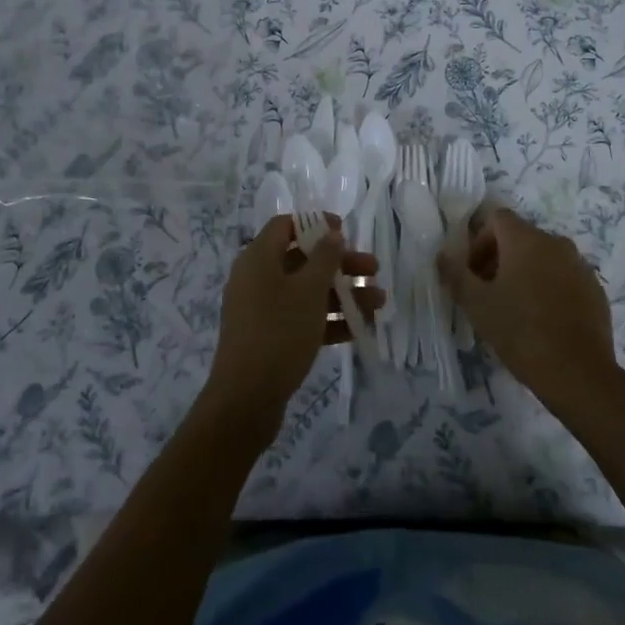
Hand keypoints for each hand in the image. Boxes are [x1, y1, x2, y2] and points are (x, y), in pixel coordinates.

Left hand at [202, 215, 379, 440]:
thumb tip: (331, 233)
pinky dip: (329, 320)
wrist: (246, 400)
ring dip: (342, 294)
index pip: (285, 226)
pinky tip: (360, 329)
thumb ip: (325, 258)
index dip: (315, 224)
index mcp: (258, 259)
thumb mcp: (308, 291)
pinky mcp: (270, 337)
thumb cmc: (279, 333)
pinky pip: (302, 318)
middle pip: (302, 259)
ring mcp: (262, 310)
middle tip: (374, 270)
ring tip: (378, 304)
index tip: (345, 230)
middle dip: (340, 264)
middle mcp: (257, 279)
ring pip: (306, 292)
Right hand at [439, 208, 620, 415]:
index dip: (479, 241)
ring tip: (516, 308)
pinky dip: (549, 287)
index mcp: (526, 240)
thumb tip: (443, 255)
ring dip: (525, 272)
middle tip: (489, 292)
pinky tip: (543, 319)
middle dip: (500, 258)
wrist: (578, 373)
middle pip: (521, 237)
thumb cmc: (521, 332)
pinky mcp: (595, 289)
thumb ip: (456, 274)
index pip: (497, 219)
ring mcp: (579, 265)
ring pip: (544, 257)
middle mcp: (555, 243)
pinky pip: (564, 277)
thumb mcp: (477, 305)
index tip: (473, 273)